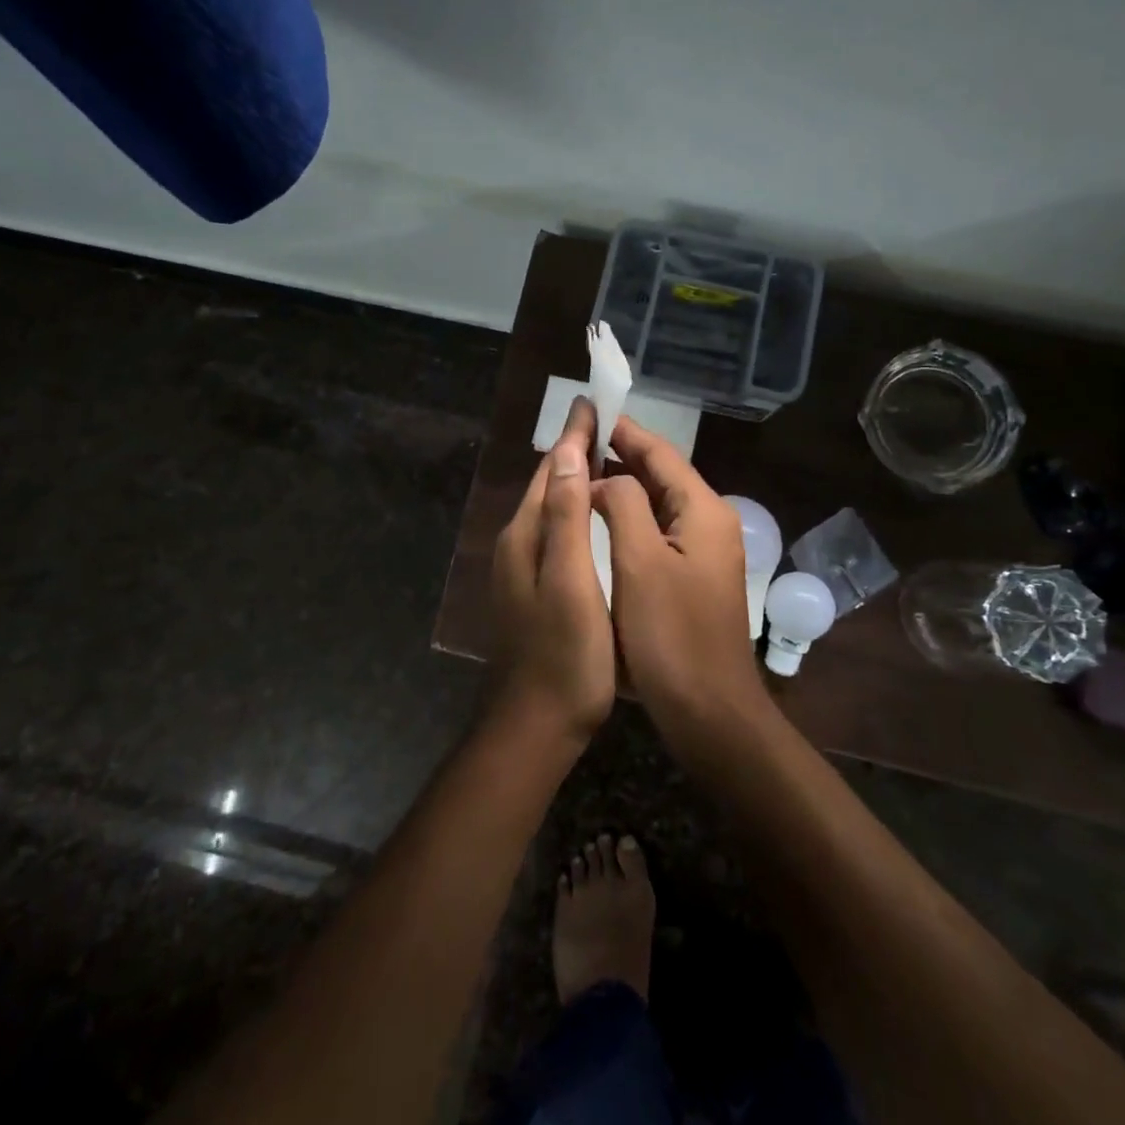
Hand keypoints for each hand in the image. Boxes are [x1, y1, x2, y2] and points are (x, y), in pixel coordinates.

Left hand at [490, 399, 616, 744]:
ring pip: (553, 508)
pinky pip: (557, 532)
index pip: (553, 470)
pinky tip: (595, 517)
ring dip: (576, 480)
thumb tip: (569, 453)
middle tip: (605, 424)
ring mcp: (524, 568)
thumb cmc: (564, 653)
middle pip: (550, 485)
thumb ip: (567, 517)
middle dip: (575, 451)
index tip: (593, 402)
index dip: (575, 436)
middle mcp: (518, 543)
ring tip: (606, 459)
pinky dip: (577, 511)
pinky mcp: (535, 589)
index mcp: (526, 535)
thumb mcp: (570, 581)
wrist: (537, 723)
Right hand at [591, 418, 769, 734]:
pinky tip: (602, 520)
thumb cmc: (671, 636)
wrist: (710, 712)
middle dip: (621, 455)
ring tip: (580, 473)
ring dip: (623, 486)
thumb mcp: (639, 563)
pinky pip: (659, 530)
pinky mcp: (694, 577)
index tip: (590, 411)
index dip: (624, 431)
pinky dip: (630, 516)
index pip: (660, 454)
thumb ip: (623, 506)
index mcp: (703, 510)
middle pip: (662, 474)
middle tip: (575, 442)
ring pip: (659, 503)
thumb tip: (605, 480)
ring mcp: (705, 551)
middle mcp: (710, 522)